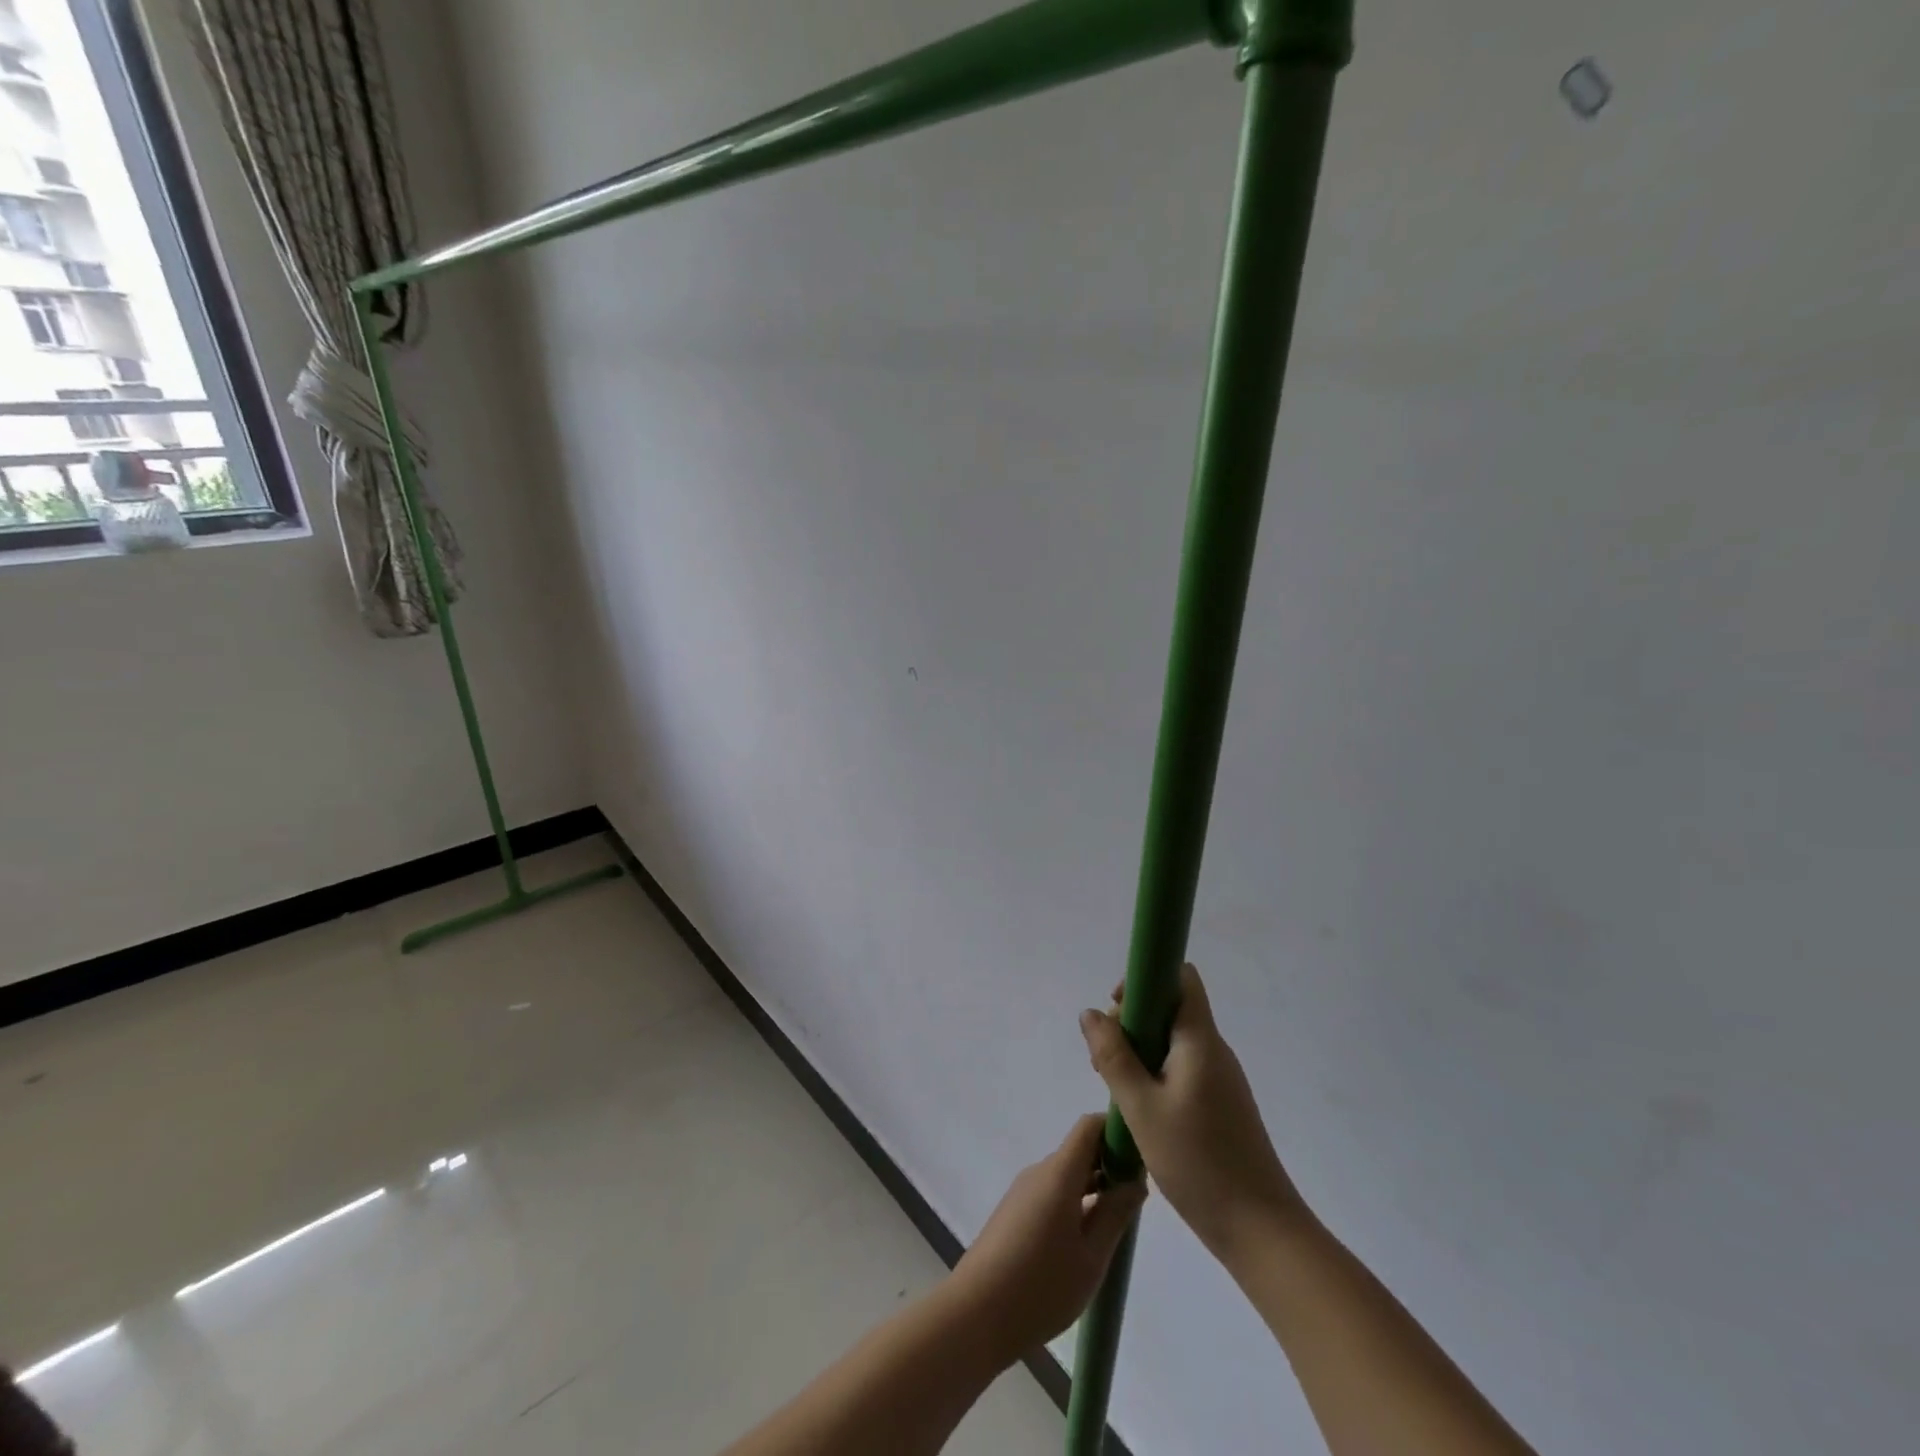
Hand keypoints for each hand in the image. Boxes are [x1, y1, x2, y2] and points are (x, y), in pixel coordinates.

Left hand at [949, 1114, 1146, 1360]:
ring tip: (1115, 1227)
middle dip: (1110, 1166)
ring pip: (1066, 1175)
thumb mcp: (1091, 1257)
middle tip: (1136, 1202)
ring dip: (1093, 1189)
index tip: (1140, 1159)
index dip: (1116, 1132)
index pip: (1089, 1127)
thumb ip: (1115, 1214)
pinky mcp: (1014, 1212)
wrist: (975, 1314)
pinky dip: (1074, 1203)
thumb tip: (1135, 1181)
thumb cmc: (1041, 1286)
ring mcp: (1023, 1191)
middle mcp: (1039, 1172)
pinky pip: (1051, 1193)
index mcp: (1058, 1173)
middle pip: (1079, 1151)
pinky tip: (1084, 1242)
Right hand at [1080, 963, 1306, 1259]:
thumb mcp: (1141, 1108)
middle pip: (1171, 1008)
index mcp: (1200, 1040)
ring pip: (1173, 1041)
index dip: (1145, 979)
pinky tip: (1138, 1110)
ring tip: (1115, 1089)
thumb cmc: (1198, 1162)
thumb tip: (1090, 1013)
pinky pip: (1181, 1068)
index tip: (1117, 1009)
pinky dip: (1154, 1074)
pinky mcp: (1220, 1104)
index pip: (1181, 978)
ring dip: (1139, 1051)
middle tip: (1104, 1060)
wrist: (1261, 1231)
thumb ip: (1113, 1056)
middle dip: (1132, 1021)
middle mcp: (1214, 1050)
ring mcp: (1220, 1078)